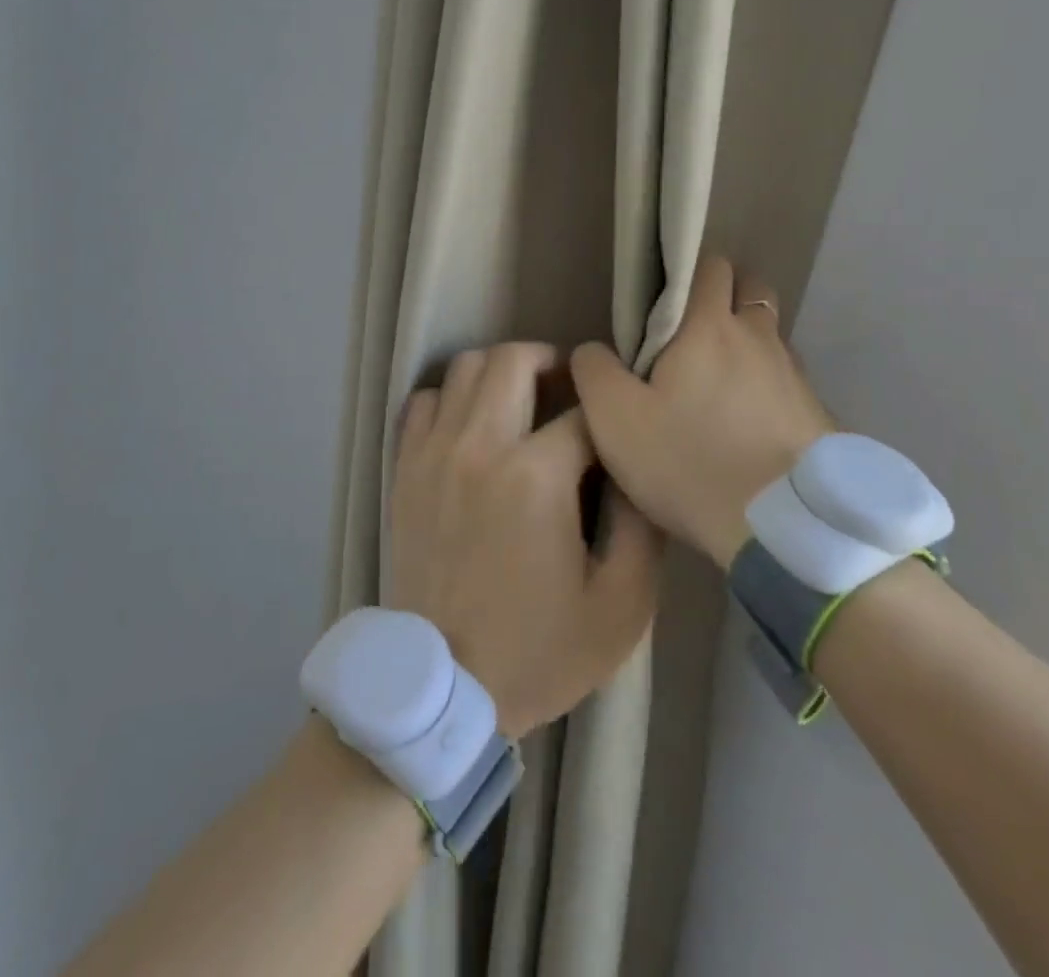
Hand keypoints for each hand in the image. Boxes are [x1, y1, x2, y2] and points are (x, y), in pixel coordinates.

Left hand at [390, 343, 661, 739]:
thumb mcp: (622, 605)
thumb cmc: (539, 650)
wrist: (444, 689)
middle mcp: (480, 446)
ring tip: (522, 401)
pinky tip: (472, 425)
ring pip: (465, 367)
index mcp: (536, 476)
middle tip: (569, 391)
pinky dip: (452, 397)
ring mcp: (434, 452)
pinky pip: (425, 400)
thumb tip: (638, 467)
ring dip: (501, 372)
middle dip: (553, 363)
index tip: (617, 426)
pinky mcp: (405, 468)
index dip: (610, 411)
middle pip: (515, 359)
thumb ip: (642, 525)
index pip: (584, 410)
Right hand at [569, 256, 836, 569]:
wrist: (785, 530)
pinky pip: (787, 380)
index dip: (686, 270)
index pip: (710, 265)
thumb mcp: (614, 420)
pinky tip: (748, 423)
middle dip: (724, 296)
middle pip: (751, 288)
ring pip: (770, 335)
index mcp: (711, 327)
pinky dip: (767, 386)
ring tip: (718, 384)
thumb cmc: (690, 462)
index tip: (660, 300)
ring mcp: (796, 375)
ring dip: (747, 343)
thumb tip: (592, 350)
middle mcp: (760, 338)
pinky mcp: (818, 414)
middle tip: (689, 334)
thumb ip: (595, 372)